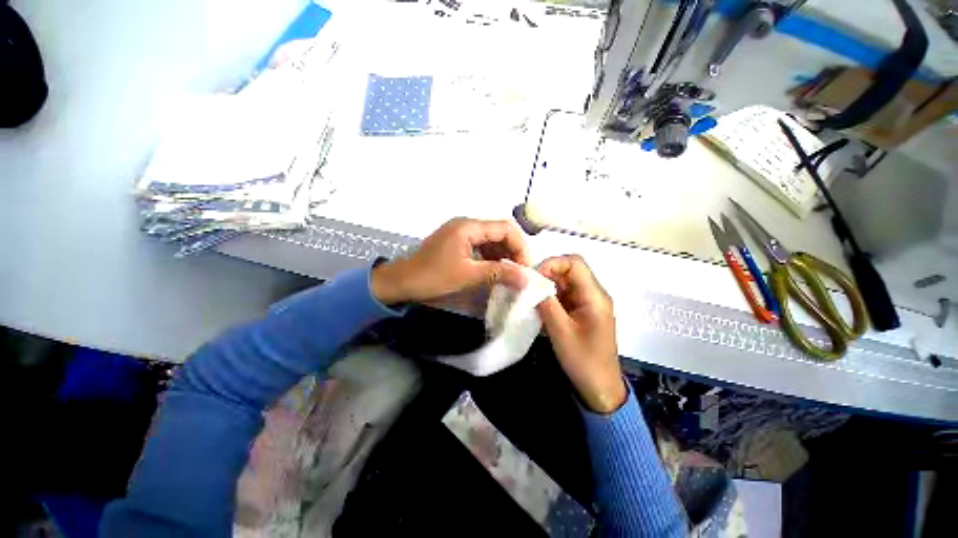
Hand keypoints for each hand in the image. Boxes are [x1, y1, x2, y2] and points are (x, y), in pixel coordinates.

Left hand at [371, 218, 530, 304]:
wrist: (400, 282)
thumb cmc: (432, 277)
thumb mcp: (468, 275)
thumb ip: (499, 273)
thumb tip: (526, 278)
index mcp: (469, 227)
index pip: (505, 228)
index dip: (520, 246)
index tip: (526, 268)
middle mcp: (466, 225)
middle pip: (499, 232)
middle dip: (513, 251)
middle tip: (520, 273)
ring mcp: (461, 233)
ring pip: (491, 240)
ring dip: (503, 255)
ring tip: (509, 274)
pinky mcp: (457, 243)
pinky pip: (480, 247)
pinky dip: (491, 258)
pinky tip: (494, 270)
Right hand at [536, 255, 625, 413]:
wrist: (600, 389)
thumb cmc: (584, 362)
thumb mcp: (560, 332)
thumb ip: (545, 304)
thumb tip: (529, 283)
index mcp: (595, 296)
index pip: (574, 263)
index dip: (552, 264)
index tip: (533, 279)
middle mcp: (594, 294)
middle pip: (569, 270)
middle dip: (546, 275)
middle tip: (528, 289)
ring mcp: (589, 302)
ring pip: (565, 282)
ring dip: (547, 287)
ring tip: (531, 299)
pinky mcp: (582, 311)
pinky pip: (565, 295)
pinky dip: (551, 297)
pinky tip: (540, 308)